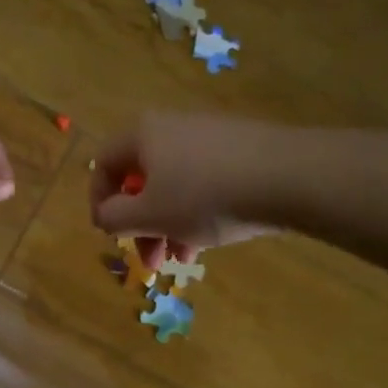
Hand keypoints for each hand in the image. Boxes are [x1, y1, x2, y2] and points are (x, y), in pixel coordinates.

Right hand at [90, 114, 283, 269]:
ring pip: (174, 186)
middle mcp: (172, 128)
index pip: (103, 164)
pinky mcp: (240, 151)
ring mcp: (210, 137)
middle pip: (141, 179)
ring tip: (184, 260)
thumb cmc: (205, 196)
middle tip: (151, 259)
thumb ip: (114, 217)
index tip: (109, 235)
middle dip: (141, 224)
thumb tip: (104, 215)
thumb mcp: (150, 214)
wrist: (289, 177)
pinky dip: (198, 213)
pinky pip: (205, 183)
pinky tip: (210, 242)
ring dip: (170, 226)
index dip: (99, 202)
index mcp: (143, 135)